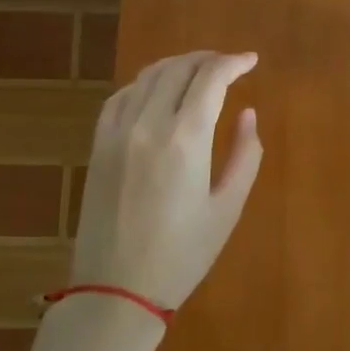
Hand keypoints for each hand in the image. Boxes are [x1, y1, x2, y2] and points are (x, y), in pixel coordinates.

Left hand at [71, 50, 262, 309]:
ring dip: (177, 65)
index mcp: (185, 139)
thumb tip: (248, 114)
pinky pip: (120, 97)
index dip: (233, 63)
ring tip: (198, 71)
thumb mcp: (227, 208)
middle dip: (207, 59)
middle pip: (178, 69)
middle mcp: (148, 124)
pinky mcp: (98, 145)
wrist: (115, 291)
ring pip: (147, 76)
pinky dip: (144, 83)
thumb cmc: (182, 255)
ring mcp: (117, 132)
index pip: (210, 78)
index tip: (251, 61)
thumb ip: (244, 154)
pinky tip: (156, 91)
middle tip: (229, 65)